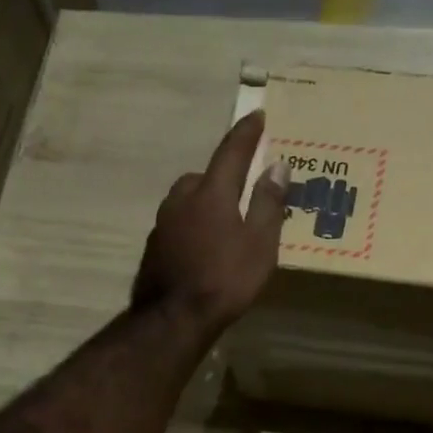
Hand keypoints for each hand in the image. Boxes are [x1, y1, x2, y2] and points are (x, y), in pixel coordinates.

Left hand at [131, 110, 286, 336]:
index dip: (246, 133)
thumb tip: (277, 165)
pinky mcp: (155, 246)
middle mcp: (182, 198)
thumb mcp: (260, 243)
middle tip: (244, 187)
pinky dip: (195, 225)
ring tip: (226, 221)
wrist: (174, 318)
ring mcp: (164, 222)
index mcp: (211, 192)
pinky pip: (180, 223)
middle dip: (224, 175)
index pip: (232, 152)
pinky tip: (205, 246)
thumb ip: (268, 203)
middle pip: (205, 176)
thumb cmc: (225, 279)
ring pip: (189, 200)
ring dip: (207, 201)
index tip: (258, 115)